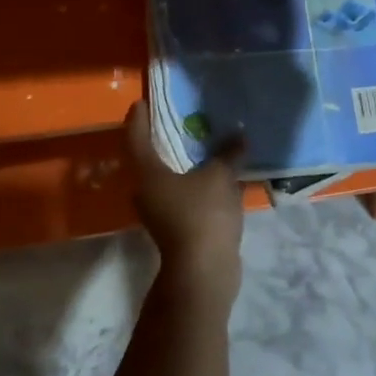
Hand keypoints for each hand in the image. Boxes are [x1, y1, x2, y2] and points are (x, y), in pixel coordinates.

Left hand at [125, 102, 245, 300]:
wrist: (203, 273)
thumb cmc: (202, 215)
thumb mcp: (219, 176)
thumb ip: (228, 153)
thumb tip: (239, 135)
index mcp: (147, 173)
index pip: (136, 137)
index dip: (139, 118)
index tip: (142, 102)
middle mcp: (147, 190)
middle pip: (150, 157)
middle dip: (163, 137)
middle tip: (180, 117)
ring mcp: (161, 211)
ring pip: (169, 177)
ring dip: (183, 161)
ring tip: (204, 142)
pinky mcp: (178, 226)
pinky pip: (185, 194)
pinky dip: (197, 181)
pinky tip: (218, 173)